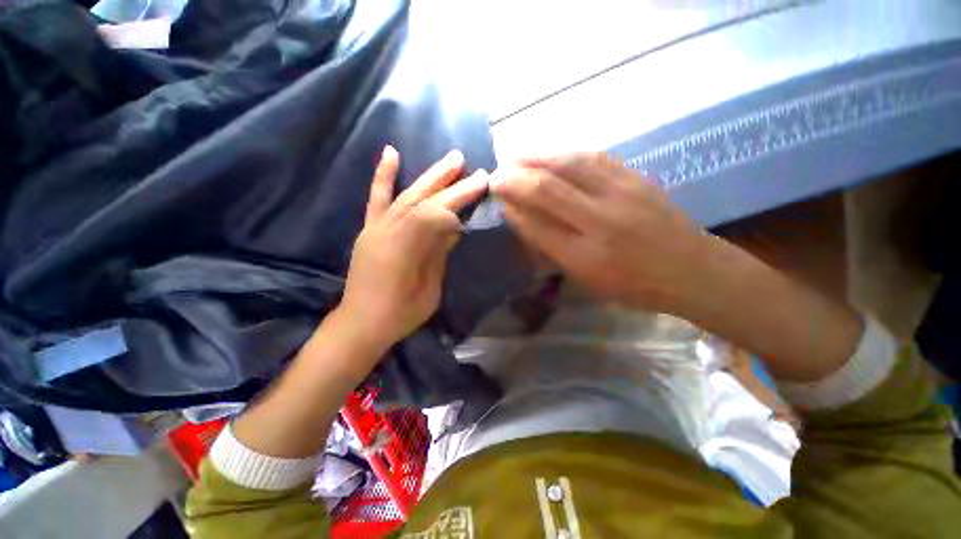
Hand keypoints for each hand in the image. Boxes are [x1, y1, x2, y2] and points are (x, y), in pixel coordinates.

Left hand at [338, 146, 488, 350]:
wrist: (361, 322)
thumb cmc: (400, 314)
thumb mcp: (429, 289)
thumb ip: (438, 255)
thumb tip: (454, 228)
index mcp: (404, 250)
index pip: (434, 216)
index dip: (457, 203)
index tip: (479, 195)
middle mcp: (388, 232)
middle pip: (424, 201)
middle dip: (452, 185)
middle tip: (476, 172)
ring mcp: (376, 228)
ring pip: (407, 195)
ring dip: (431, 176)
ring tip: (453, 159)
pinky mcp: (370, 229)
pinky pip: (377, 198)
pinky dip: (384, 175)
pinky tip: (391, 152)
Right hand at [489, 153, 710, 314]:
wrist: (691, 270)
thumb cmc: (633, 286)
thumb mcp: (586, 280)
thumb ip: (552, 250)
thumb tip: (524, 219)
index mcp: (586, 257)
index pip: (536, 225)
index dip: (512, 209)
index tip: (497, 199)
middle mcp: (601, 221)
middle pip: (547, 190)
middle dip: (514, 179)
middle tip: (496, 175)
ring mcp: (622, 193)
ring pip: (568, 165)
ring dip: (535, 158)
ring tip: (515, 156)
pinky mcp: (636, 177)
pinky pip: (593, 157)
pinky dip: (564, 153)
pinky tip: (550, 153)